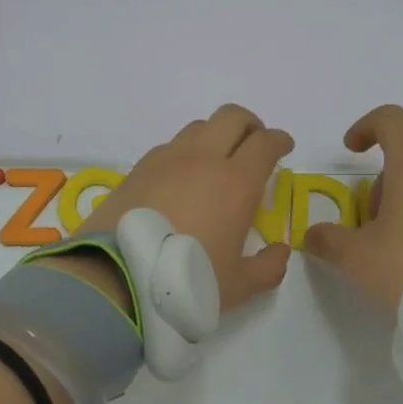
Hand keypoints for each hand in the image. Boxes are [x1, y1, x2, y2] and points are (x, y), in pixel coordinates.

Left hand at [72, 104, 295, 311]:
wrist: (118, 277)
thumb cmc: (186, 281)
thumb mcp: (237, 286)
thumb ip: (267, 268)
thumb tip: (280, 252)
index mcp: (236, 183)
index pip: (265, 143)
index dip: (280, 140)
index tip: (284, 148)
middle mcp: (203, 160)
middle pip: (232, 117)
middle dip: (250, 125)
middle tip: (254, 145)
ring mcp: (166, 160)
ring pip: (198, 127)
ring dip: (215, 136)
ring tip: (216, 161)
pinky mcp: (138, 168)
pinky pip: (169, 147)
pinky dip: (184, 153)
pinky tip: (180, 179)